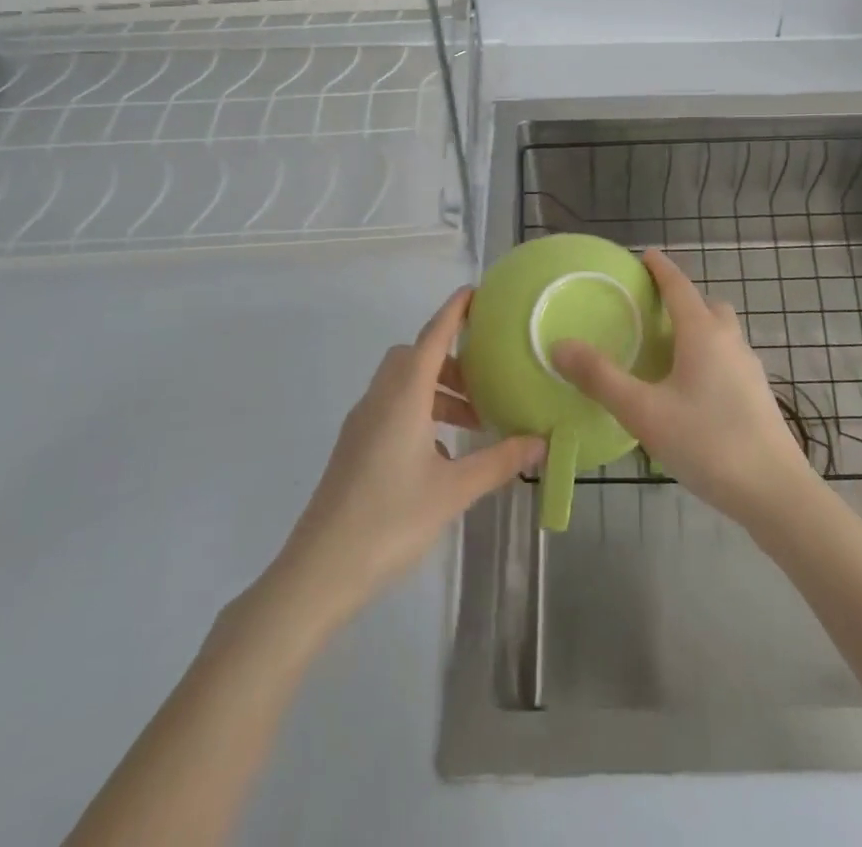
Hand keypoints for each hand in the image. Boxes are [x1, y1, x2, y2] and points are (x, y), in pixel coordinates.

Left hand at [272, 288, 542, 618]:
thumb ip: (499, 461)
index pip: (433, 336)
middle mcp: (380, 398)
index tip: (477, 292)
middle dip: (452, 360)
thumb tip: (541, 441)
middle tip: (485, 382)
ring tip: (473, 423)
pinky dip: (421, 413)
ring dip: (438, 391)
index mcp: (404, 395)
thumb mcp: (454, 490)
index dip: (454, 311)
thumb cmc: (390, 519)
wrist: (319, 570)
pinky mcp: (354, 447)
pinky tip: (442, 454)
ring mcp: (362, 422)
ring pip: (403, 384)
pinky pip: (392, 408)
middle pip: (416, 357)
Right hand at [552, 248, 820, 526]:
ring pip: (721, 333)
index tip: (645, 255)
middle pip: (707, 306)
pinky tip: (690, 390)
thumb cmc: (707, 443)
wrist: (776, 493)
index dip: (661, 268)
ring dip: (697, 329)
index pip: (679, 286)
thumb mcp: (644, 412)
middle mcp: (730, 341)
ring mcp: (749, 369)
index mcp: (703, 334)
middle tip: (652, 311)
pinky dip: (708, 356)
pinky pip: (728, 358)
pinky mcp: (757, 395)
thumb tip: (560, 345)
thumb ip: (600, 378)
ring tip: (666, 351)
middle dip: (682, 300)